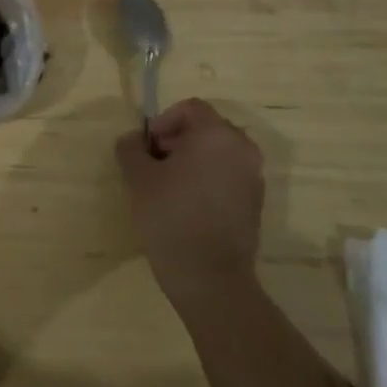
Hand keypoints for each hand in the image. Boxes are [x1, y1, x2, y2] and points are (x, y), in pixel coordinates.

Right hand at [115, 98, 264, 305]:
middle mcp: (243, 149)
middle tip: (153, 165)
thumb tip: (133, 140)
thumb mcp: (137, 178)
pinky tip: (186, 205)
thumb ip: (131, 148)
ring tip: (167, 187)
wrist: (210, 277)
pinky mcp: (255, 202)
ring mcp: (253, 177)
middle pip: (205, 128)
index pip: (189, 108)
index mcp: (217, 135)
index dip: (162, 122)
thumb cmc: (170, 217)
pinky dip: (206, 179)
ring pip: (217, 153)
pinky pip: (227, 175)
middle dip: (176, 140)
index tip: (146, 148)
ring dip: (191, 160)